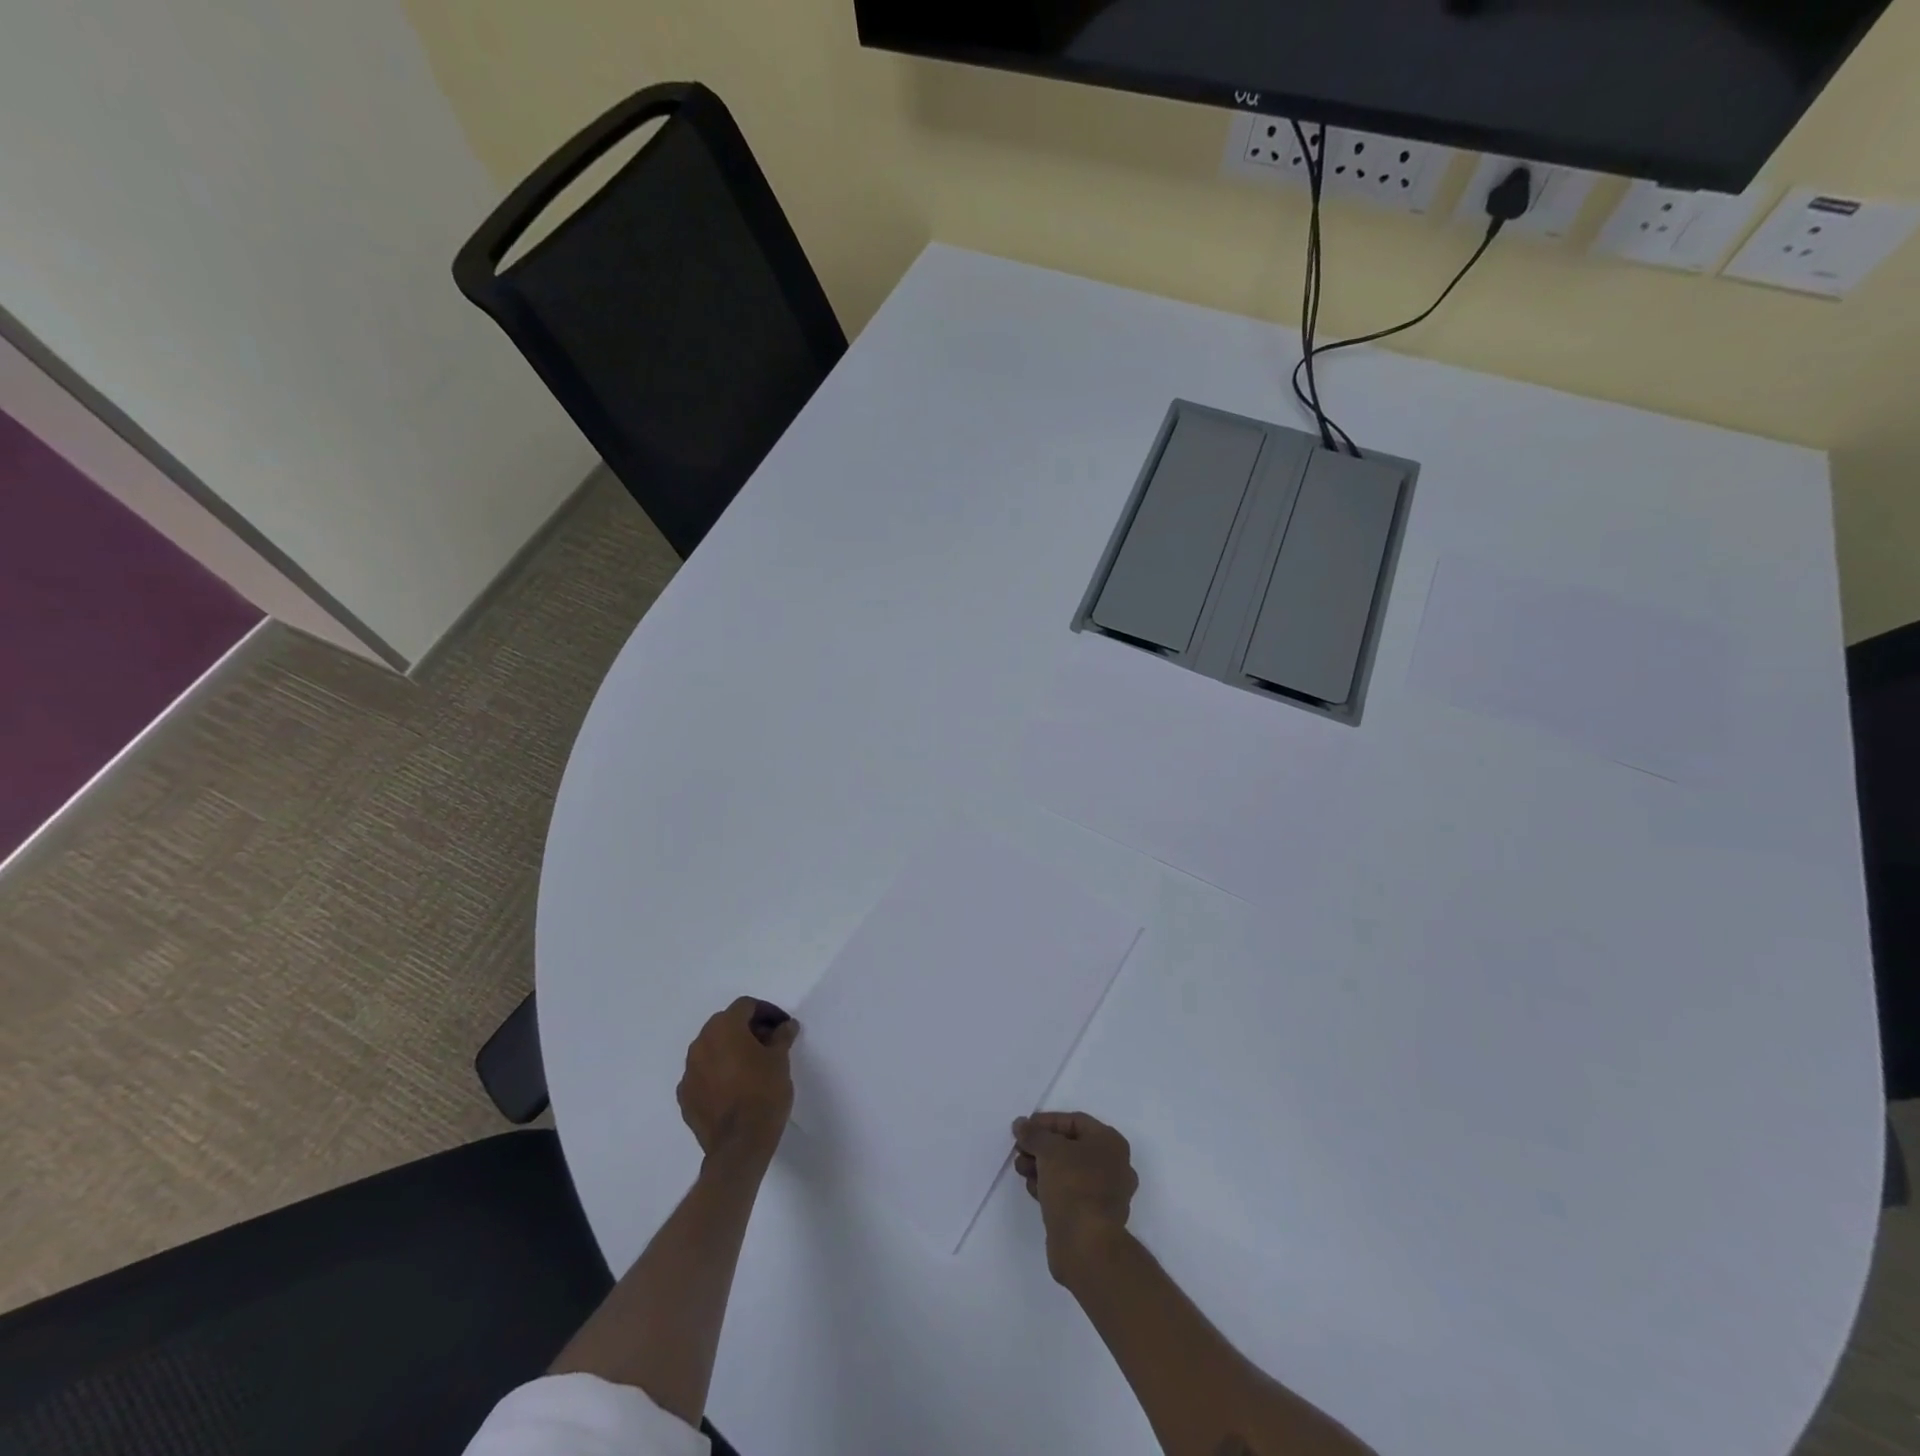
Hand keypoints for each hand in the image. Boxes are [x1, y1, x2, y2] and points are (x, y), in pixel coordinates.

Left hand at [677, 998, 798, 1164]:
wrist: (739, 1145)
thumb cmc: (764, 1093)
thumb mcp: (780, 1060)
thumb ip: (782, 1036)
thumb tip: (785, 1026)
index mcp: (724, 1028)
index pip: (745, 1006)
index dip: (767, 1012)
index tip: (782, 1027)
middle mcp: (701, 1043)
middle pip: (725, 1024)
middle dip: (747, 1029)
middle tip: (769, 1044)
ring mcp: (689, 1072)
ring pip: (711, 1049)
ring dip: (730, 1051)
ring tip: (751, 1067)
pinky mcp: (685, 1097)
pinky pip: (703, 1074)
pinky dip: (717, 1074)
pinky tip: (734, 1088)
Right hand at [1012, 1111, 1138, 1285]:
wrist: (1087, 1246)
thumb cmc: (1074, 1186)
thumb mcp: (1049, 1150)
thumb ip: (1033, 1134)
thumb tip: (1021, 1124)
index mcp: (1110, 1143)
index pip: (1074, 1121)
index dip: (1046, 1122)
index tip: (1023, 1128)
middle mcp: (1113, 1165)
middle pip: (1071, 1146)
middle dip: (1042, 1146)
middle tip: (1019, 1150)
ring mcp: (1106, 1194)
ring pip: (1069, 1171)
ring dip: (1042, 1167)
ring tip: (1020, 1169)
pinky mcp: (1094, 1216)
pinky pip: (1070, 1193)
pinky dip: (1050, 1187)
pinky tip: (1032, 1189)